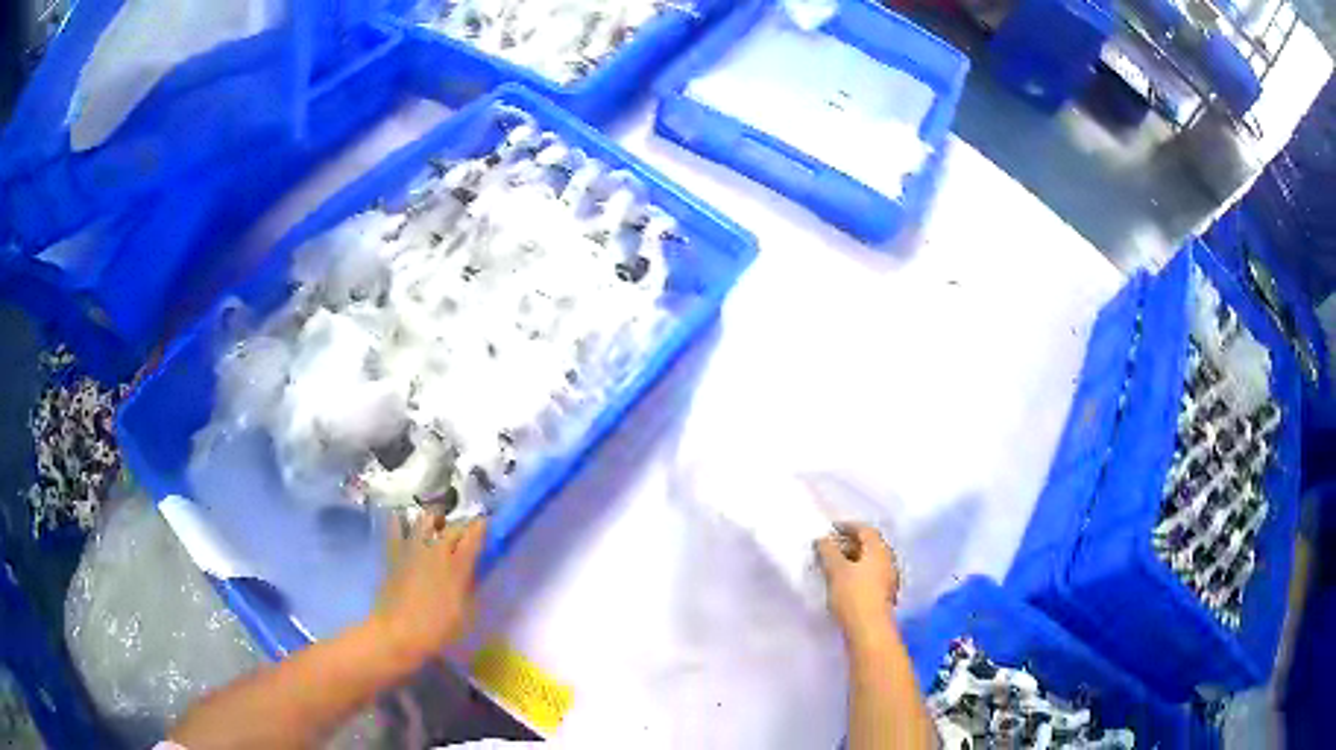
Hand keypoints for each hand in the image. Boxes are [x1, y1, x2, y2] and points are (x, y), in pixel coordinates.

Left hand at [374, 513, 487, 662]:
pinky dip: (401, 522)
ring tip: (437, 527)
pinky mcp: (394, 553)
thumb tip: (471, 571)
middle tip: (466, 536)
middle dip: (462, 528)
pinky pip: (396, 527)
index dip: (481, 527)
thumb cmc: (437, 629)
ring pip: (426, 519)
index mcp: (457, 566)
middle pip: (453, 526)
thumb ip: (469, 586)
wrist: (398, 633)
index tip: (486, 525)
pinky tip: (404, 522)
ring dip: (435, 520)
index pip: (474, 535)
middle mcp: (436, 550)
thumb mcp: (465, 612)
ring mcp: (413, 548)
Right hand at [817, 524, 900, 647]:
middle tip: (829, 547)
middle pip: (869, 545)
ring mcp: (888, 578)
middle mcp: (888, 560)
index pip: (865, 530)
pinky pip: (870, 575)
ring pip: (870, 562)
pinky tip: (843, 582)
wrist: (869, 630)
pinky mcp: (884, 594)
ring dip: (853, 559)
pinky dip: (857, 573)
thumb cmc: (853, 595)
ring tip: (833, 565)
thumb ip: (828, 551)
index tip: (831, 529)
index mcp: (879, 550)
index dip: (848, 526)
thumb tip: (823, 538)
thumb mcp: (836, 570)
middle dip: (849, 543)